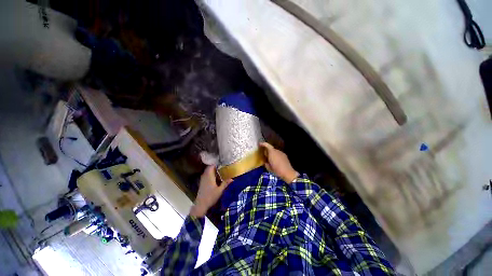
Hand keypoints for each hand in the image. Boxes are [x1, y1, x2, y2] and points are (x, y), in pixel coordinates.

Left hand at [190, 166, 232, 216]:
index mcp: (209, 176)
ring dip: (213, 171)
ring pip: (207, 171)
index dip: (216, 164)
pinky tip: (215, 178)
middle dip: (215, 167)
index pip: (211, 166)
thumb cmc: (211, 197)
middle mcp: (205, 176)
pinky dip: (210, 174)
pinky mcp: (202, 182)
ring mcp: (202, 179)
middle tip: (222, 168)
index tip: (222, 163)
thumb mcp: (220, 190)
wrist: (201, 205)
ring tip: (220, 172)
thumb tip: (232, 179)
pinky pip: (206, 175)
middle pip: (209, 168)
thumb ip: (225, 183)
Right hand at [260, 142, 298, 182]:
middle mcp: (276, 151)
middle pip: (271, 148)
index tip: (259, 144)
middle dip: (267, 150)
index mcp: (272, 152)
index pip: (267, 145)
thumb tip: (265, 161)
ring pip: (275, 151)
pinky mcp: (284, 155)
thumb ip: (266, 163)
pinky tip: (276, 161)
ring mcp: (281, 153)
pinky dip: (276, 156)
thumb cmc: (277, 170)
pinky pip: (278, 154)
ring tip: (270, 159)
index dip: (263, 144)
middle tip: (264, 154)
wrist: (288, 172)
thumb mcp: (268, 168)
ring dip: (272, 153)